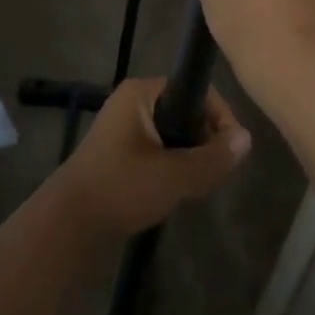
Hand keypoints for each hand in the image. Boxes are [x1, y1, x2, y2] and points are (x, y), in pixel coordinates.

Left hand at [50, 77, 250, 241]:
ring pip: (173, 134)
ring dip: (189, 157)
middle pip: (186, 111)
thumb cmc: (121, 188)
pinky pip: (158, 149)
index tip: (230, 150)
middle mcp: (133, 101)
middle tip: (213, 172)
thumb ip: (213, 157)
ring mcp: (124, 127)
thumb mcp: (174, 175)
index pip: (195, 90)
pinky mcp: (119, 152)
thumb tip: (246, 139)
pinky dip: (171, 166)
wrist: (67, 225)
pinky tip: (176, 192)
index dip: (219, 116)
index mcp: (142, 92)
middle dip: (204, 140)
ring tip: (196, 185)